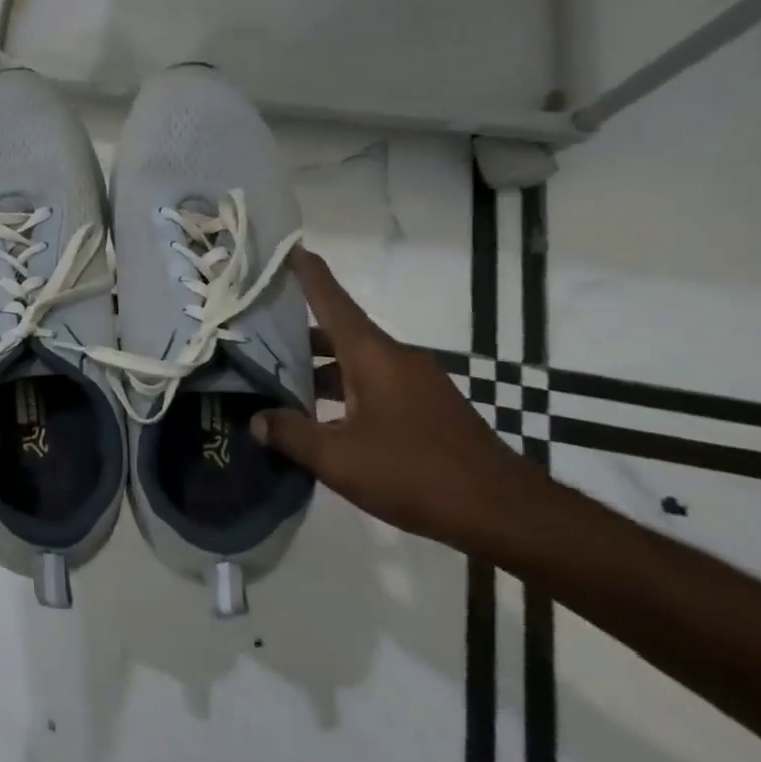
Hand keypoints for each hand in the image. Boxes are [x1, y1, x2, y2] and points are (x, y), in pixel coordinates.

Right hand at [250, 248, 535, 546]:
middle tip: (255, 332)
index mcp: (372, 354)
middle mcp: (394, 357)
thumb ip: (291, 435)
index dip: (306, 272)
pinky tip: (323, 418)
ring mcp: (415, 382)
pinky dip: (343, 389)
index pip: (331, 299)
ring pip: (355, 361)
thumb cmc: (415, 473)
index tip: (284, 248)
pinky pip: (374, 384)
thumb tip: (256, 419)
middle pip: (338, 331)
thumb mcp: (338, 459)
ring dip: (319, 367)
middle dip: (297, 332)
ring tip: (279, 381)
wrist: (505, 513)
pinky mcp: (428, 408)